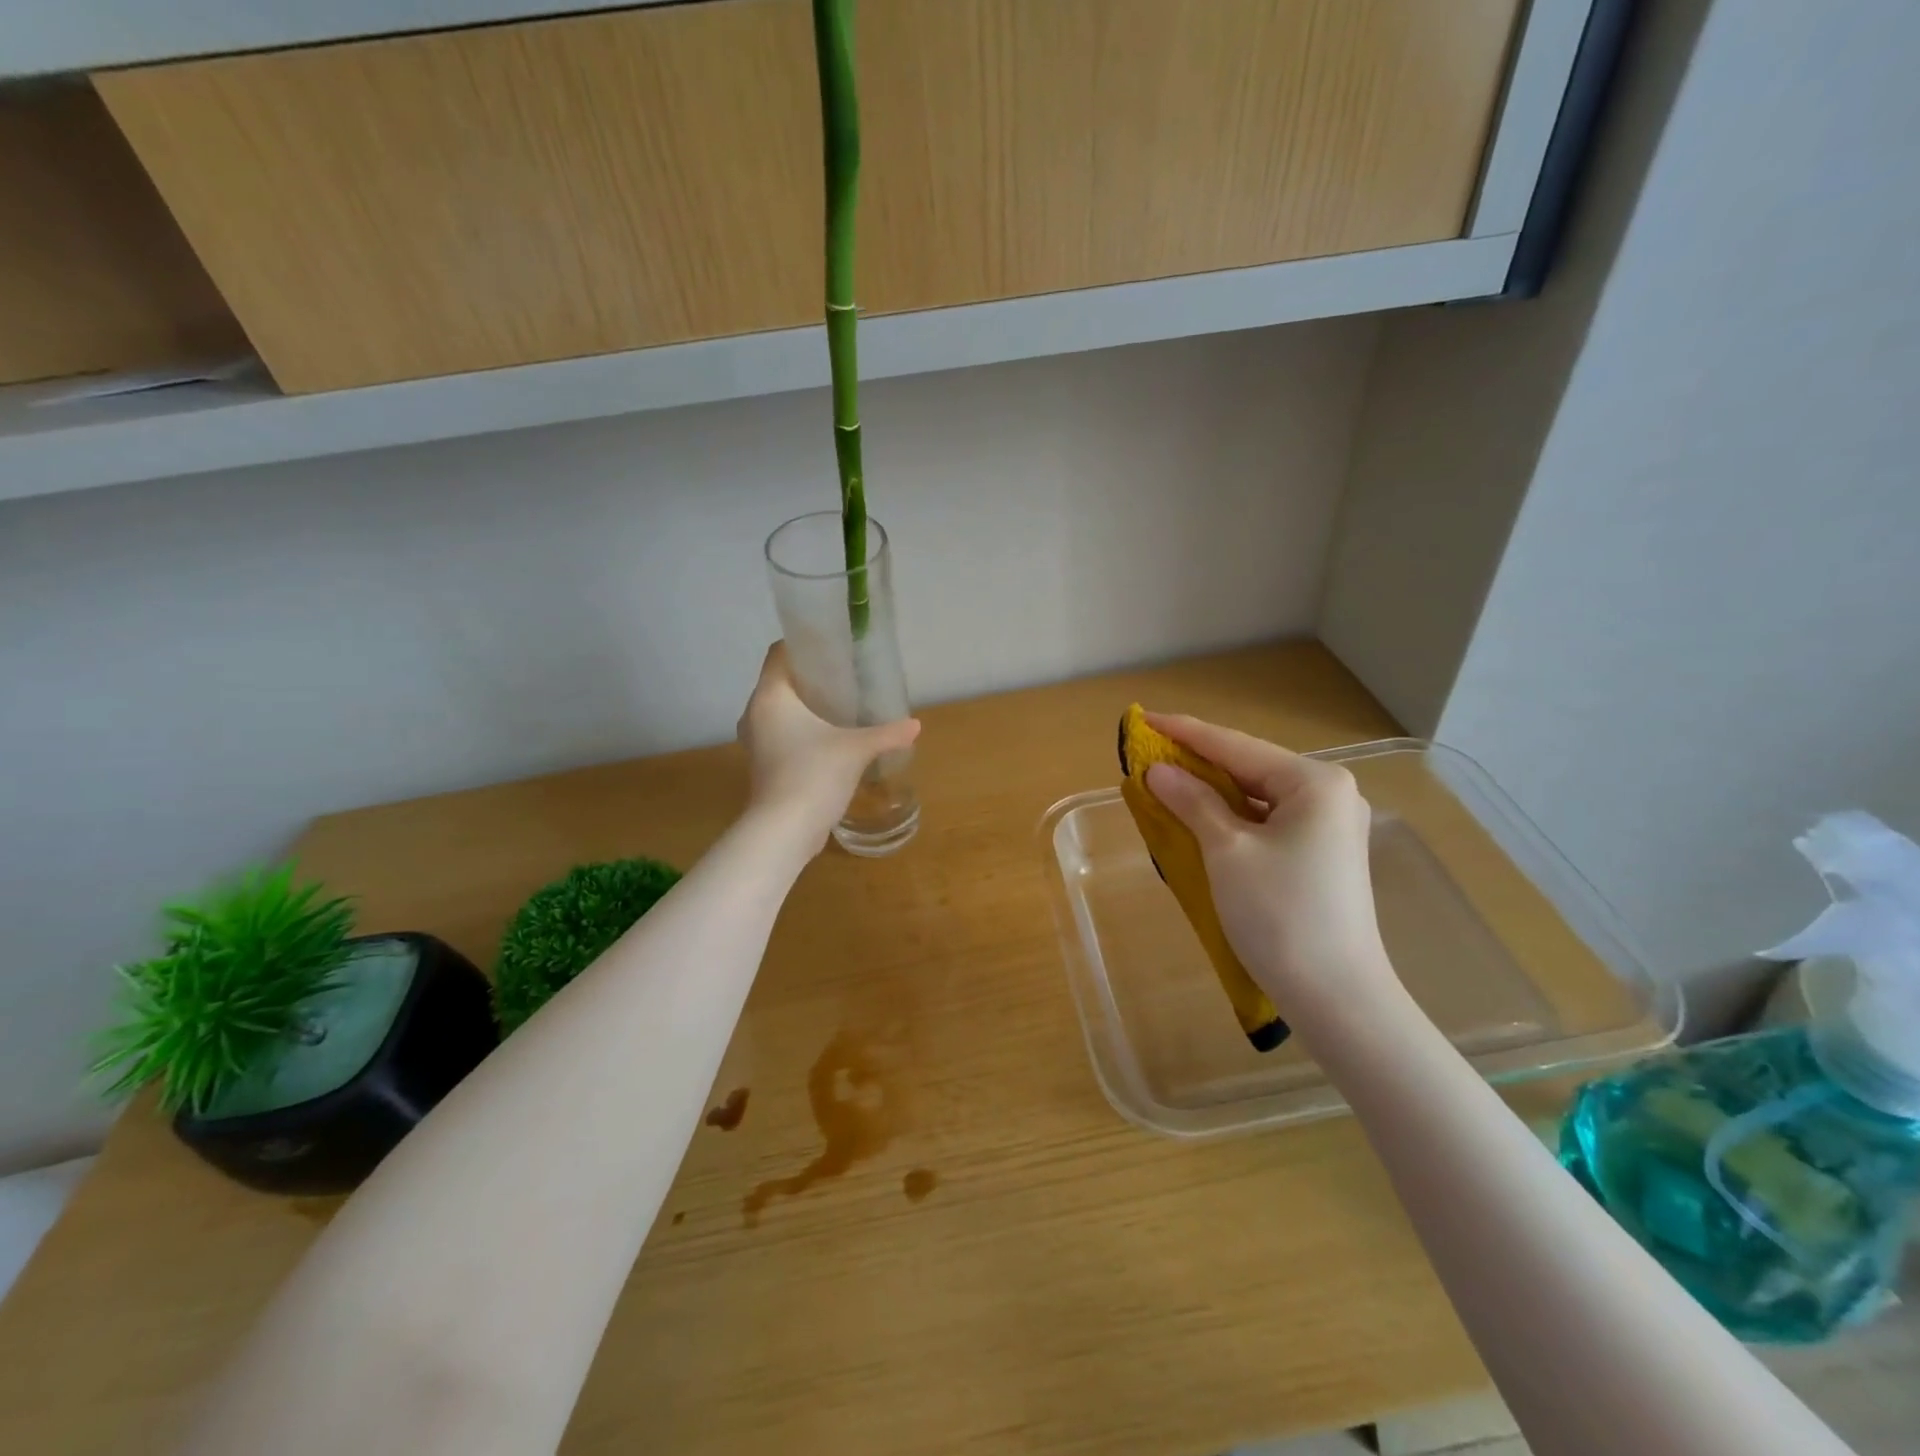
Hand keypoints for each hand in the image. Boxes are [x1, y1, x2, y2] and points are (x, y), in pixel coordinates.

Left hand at [737, 643, 920, 852]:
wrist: (785, 830)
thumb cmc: (814, 774)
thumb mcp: (856, 749)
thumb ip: (887, 733)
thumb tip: (915, 725)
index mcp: (770, 696)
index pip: (778, 654)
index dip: (803, 645)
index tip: (832, 646)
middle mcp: (755, 713)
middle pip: (781, 682)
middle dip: (811, 677)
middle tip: (846, 676)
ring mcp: (756, 742)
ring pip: (780, 711)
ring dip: (806, 707)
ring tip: (840, 706)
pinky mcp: (764, 765)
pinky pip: (781, 734)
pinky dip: (801, 731)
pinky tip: (829, 739)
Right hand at [1142, 713, 1396, 1015]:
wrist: (1337, 997)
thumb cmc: (1279, 915)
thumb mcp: (1226, 851)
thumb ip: (1192, 801)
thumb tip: (1157, 771)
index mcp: (1314, 782)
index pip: (1235, 745)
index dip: (1184, 732)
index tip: (1143, 718)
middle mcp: (1329, 794)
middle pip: (1249, 767)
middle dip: (1198, 762)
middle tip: (1149, 753)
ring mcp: (1330, 826)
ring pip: (1257, 796)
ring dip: (1212, 791)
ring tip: (1167, 782)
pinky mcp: (1322, 855)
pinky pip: (1267, 821)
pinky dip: (1232, 818)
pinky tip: (1202, 818)